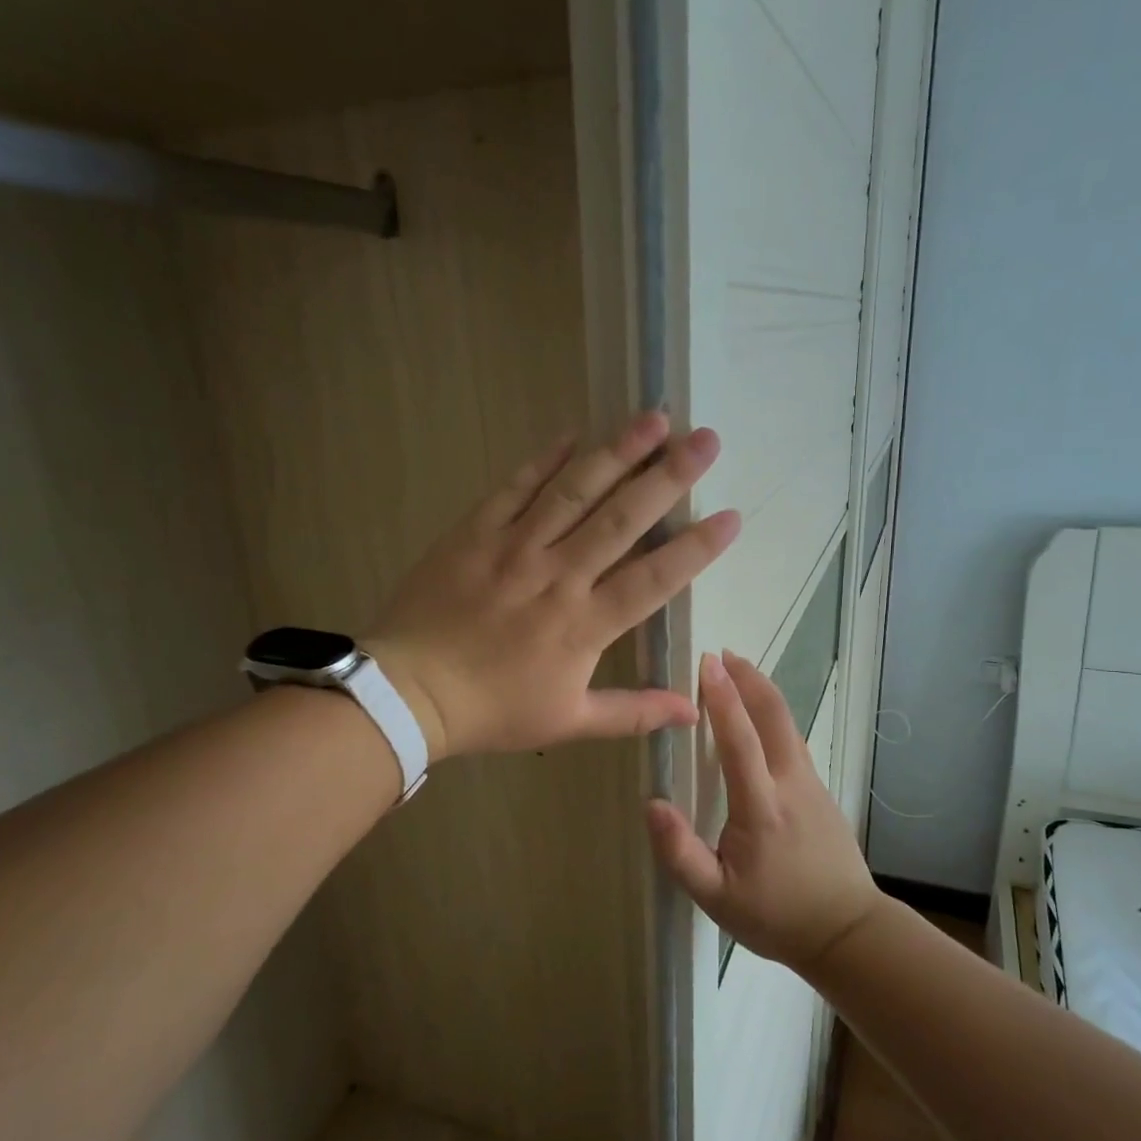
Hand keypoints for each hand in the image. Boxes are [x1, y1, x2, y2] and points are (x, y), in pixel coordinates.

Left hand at [364, 412, 739, 759]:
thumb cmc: (493, 710)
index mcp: (585, 624)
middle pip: (623, 519)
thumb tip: (693, 711)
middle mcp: (559, 576)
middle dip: (669, 476)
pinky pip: (515, 487)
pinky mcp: (476, 532)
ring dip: (617, 452)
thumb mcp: (568, 722)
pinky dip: (545, 459)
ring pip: (575, 491)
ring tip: (653, 418)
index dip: (696, 547)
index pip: (654, 579)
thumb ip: (634, 713)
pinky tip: (573, 433)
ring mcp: (516, 548)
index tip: (731, 516)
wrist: (408, 691)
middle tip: (705, 440)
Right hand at [645, 651, 881, 970]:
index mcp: (762, 808)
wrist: (848, 932)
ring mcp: (812, 785)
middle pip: (774, 716)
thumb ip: (680, 853)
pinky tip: (760, 716)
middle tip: (722, 654)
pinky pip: (794, 740)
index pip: (740, 740)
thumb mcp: (716, 898)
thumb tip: (653, 803)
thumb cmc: (775, 916)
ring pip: (788, 724)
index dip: (722, 699)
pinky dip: (774, 714)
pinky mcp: (821, 791)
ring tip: (738, 672)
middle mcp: (791, 785)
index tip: (707, 663)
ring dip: (763, 692)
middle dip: (749, 679)